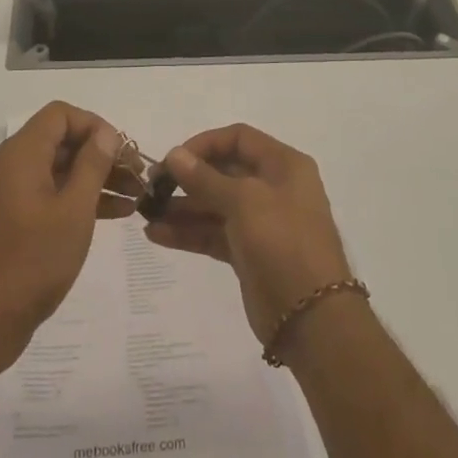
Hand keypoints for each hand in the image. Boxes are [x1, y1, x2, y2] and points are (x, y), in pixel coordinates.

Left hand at [0, 103, 130, 373]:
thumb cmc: (32, 261)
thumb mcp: (74, 210)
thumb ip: (92, 165)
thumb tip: (105, 133)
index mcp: (20, 154)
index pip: (60, 115)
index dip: (95, 126)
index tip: (123, 151)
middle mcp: (9, 165)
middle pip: (61, 142)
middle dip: (101, 155)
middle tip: (138, 176)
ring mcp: (7, 193)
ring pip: (58, 170)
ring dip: (95, 179)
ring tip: (135, 198)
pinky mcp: (10, 219)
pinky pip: (48, 194)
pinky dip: (77, 199)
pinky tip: (113, 214)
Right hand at [146, 124, 352, 355]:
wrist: (311, 318)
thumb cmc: (283, 243)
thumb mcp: (244, 202)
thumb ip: (205, 178)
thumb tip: (174, 154)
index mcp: (283, 165)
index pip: (239, 138)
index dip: (205, 144)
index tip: (174, 159)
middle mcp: (273, 188)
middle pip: (224, 171)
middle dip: (187, 177)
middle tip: (152, 187)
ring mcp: (260, 222)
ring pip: (215, 205)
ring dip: (182, 207)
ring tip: (146, 212)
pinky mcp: (247, 253)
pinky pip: (213, 233)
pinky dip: (188, 232)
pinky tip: (156, 234)